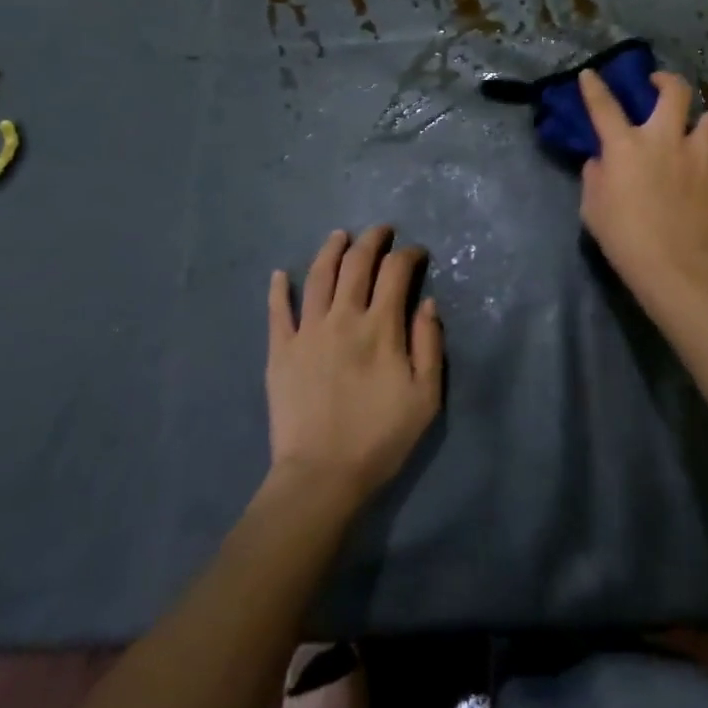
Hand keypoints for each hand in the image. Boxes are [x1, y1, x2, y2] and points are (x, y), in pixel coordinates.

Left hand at [266, 227, 442, 505]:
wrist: (321, 476)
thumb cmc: (380, 438)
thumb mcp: (425, 397)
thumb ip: (429, 345)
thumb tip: (428, 303)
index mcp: (380, 327)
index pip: (396, 272)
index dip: (409, 255)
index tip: (418, 254)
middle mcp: (343, 317)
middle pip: (356, 263)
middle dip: (372, 240)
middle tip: (382, 231)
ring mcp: (307, 331)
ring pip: (318, 276)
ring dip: (331, 249)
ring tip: (340, 235)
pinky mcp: (280, 351)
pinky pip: (278, 311)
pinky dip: (279, 288)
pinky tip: (281, 273)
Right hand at [576, 69, 707, 298]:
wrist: (674, 267)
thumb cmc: (624, 239)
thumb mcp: (593, 208)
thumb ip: (595, 176)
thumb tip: (602, 160)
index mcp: (626, 146)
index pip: (604, 106)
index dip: (594, 87)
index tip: (591, 74)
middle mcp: (665, 139)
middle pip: (675, 91)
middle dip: (667, 81)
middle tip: (661, 86)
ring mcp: (700, 155)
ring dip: (701, 123)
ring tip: (696, 134)